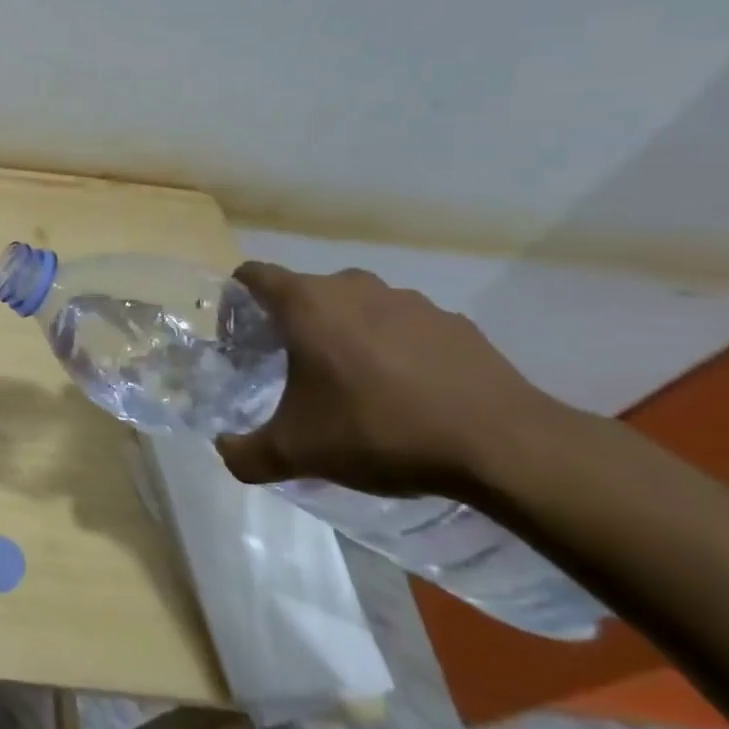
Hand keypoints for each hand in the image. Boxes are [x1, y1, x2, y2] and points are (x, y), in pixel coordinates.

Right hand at [217, 263, 567, 498]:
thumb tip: (225, 451)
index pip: (255, 275)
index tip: (239, 331)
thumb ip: (247, 453)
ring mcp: (410, 301)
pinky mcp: (456, 324)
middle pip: (307, 291)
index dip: (238, 297)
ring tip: (354, 380)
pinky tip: (408, 391)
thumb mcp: (297, 452)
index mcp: (306, 304)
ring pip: (359, 306)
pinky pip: (407, 327)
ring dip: (347, 332)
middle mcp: (353, 288)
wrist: (503, 445)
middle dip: (294, 321)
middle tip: (292, 365)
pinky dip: (396, 348)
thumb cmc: (378, 430)